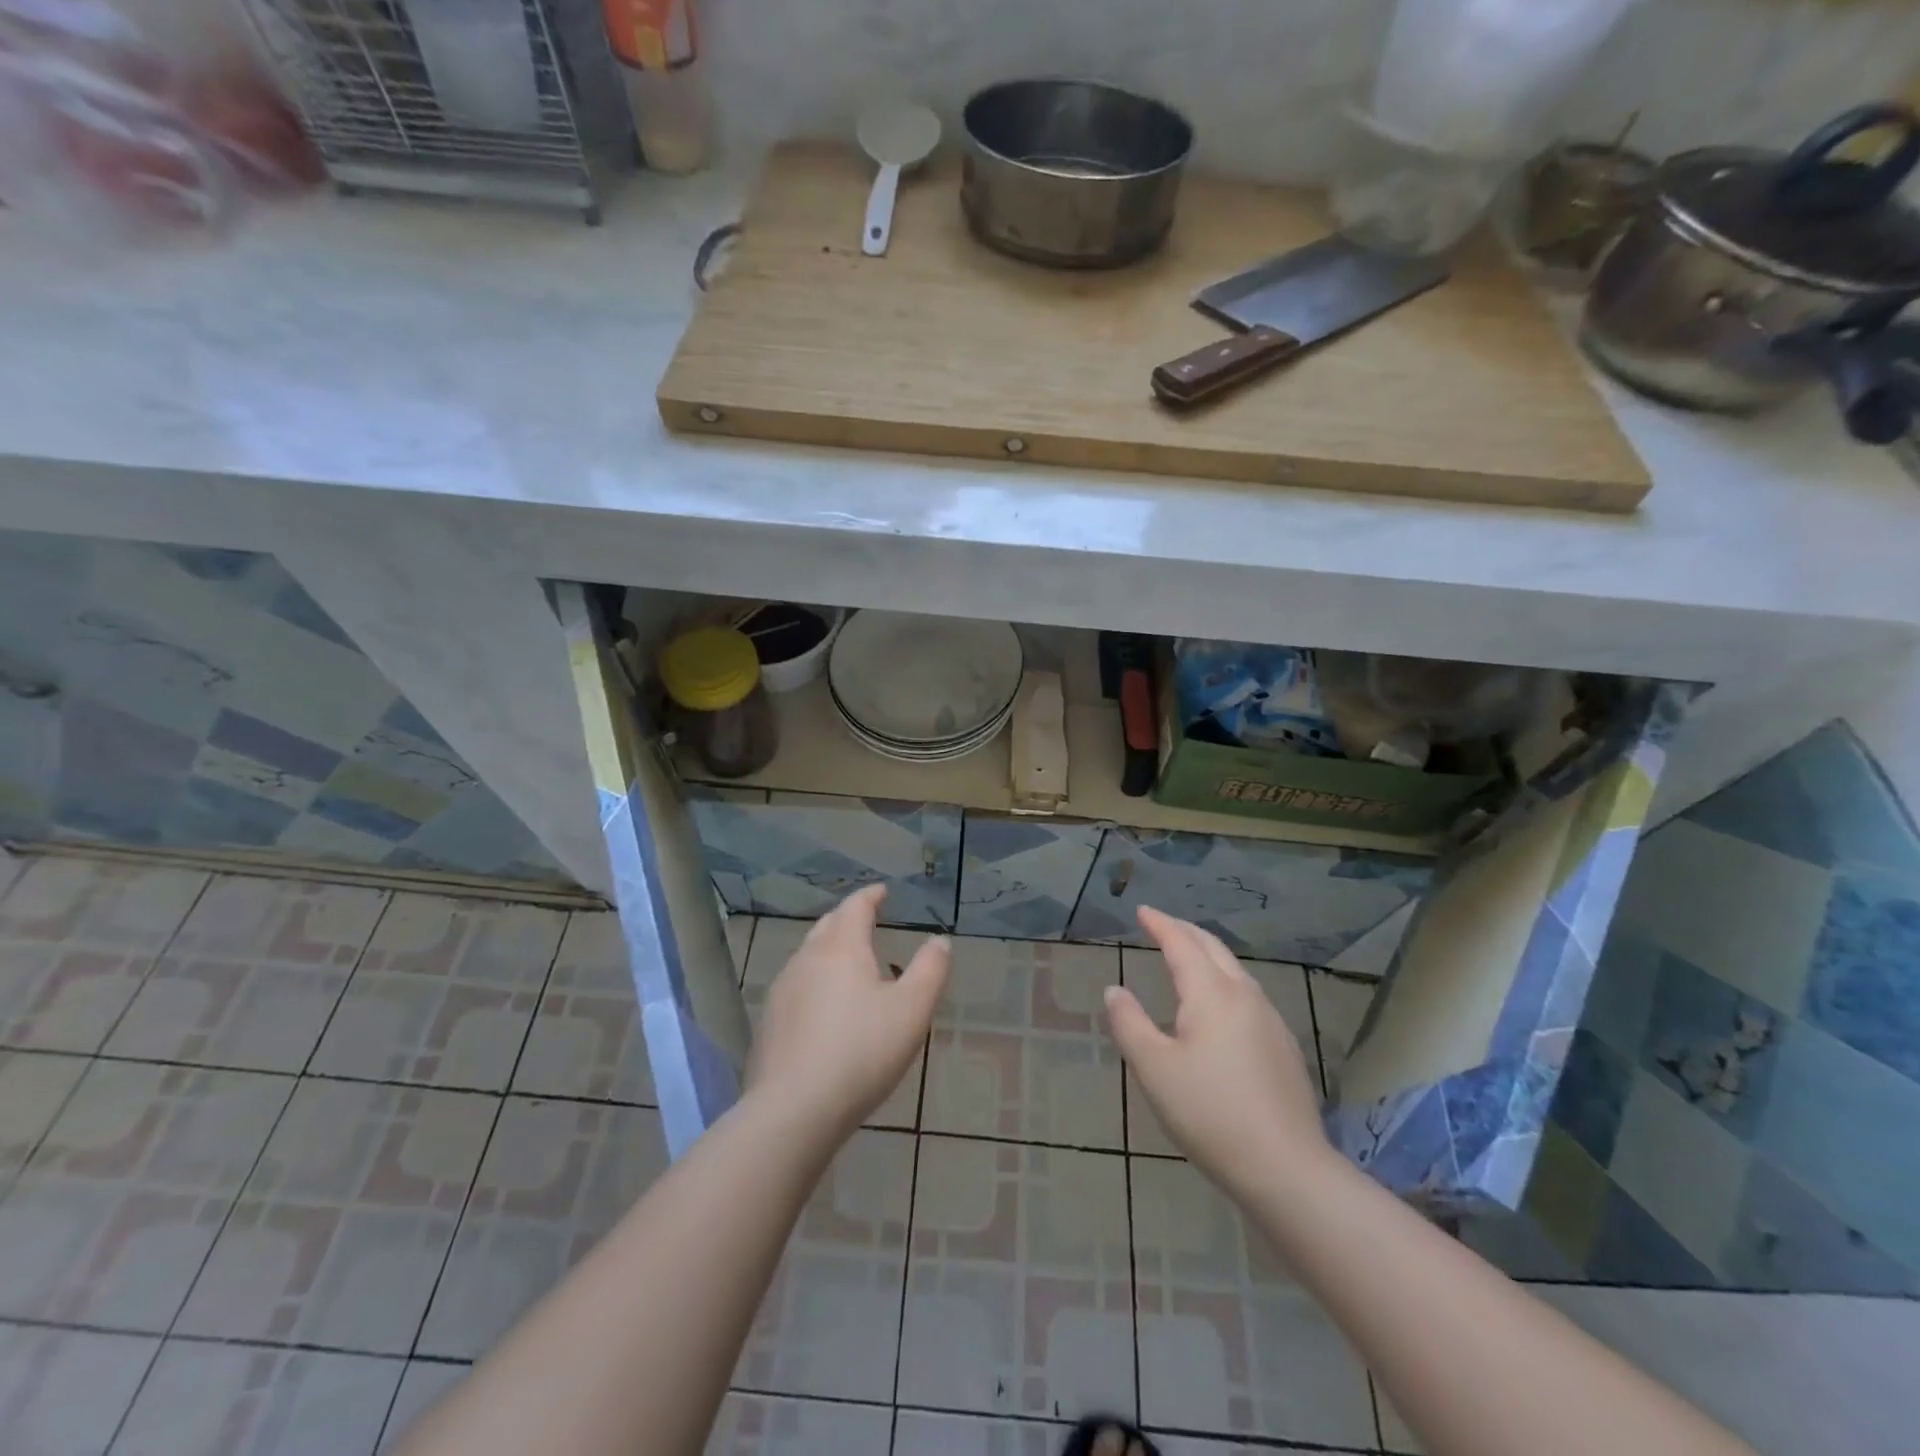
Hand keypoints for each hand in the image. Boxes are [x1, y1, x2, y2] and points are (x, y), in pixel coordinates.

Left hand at [746, 885, 949, 1138]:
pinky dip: (816, 982)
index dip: (871, 896)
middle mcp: (807, 959)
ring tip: (852, 965)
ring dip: (831, 951)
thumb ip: (930, 970)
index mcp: (841, 947)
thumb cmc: (861, 1051)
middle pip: (828, 926)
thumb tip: (939, 940)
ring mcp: (783, 990)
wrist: (793, 1110)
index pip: (856, 907)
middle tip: (868, 921)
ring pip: (809, 956)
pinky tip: (827, 1008)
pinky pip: (798, 987)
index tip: (882, 892)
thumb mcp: (912, 1010)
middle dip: (849, 919)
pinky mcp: (770, 1023)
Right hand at [1104, 906, 1332, 1196]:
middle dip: (1185, 931)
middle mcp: (1245, 996)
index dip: (1160, 924)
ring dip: (1207, 954)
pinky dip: (1224, 980)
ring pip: (1235, 971)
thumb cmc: (1209, 1113)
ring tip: (1187, 956)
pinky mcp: (1283, 1047)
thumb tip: (1115, 990)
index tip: (1142, 911)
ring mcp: (1270, 1021)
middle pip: (1213, 949)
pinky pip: (1247, 994)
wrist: (1286, 1168)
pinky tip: (1218, 1005)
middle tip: (1161, 924)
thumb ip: (1129, 1023)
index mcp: (1212, 994)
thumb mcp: (1154, 1068)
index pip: (1182, 943)